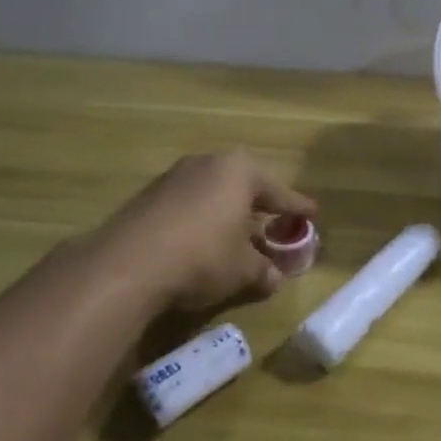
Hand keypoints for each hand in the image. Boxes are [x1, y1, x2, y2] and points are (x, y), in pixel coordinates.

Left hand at [95, 151, 315, 309]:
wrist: (129, 263)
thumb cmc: (203, 256)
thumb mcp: (242, 269)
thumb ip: (263, 270)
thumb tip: (274, 277)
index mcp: (239, 171)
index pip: (278, 191)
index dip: (297, 207)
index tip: (312, 214)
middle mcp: (208, 163)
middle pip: (243, 185)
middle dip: (259, 205)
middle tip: (274, 222)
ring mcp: (175, 176)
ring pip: (213, 192)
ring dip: (227, 213)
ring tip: (237, 235)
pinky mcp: (149, 195)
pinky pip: (188, 204)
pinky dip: (201, 219)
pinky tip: (201, 242)